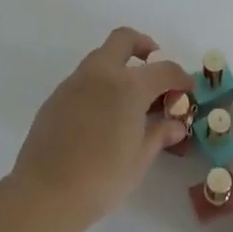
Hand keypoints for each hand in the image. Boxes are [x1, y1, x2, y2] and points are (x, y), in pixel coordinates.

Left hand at [9, 27, 192, 231]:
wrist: (45, 192)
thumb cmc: (101, 178)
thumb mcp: (139, 159)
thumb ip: (159, 134)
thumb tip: (175, 125)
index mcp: (128, 86)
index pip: (164, 69)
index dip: (180, 77)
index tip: (187, 89)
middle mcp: (101, 73)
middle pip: (124, 39)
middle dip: (144, 47)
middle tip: (154, 70)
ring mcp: (75, 82)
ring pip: (101, 57)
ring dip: (120, 66)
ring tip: (130, 100)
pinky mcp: (56, 96)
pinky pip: (84, 78)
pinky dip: (100, 84)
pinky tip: (103, 115)